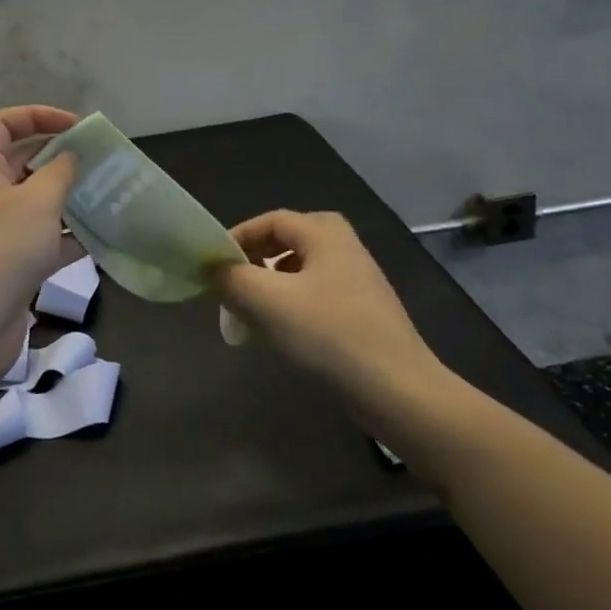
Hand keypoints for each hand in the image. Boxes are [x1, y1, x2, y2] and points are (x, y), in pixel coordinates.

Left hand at [0, 106, 80, 388]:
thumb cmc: (0, 252)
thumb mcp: (36, 202)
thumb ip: (59, 172)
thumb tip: (69, 157)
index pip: (3, 124)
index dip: (37, 116)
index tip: (76, 128)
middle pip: (22, 162)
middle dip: (60, 157)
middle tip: (99, 162)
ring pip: (37, 204)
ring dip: (69, 198)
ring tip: (107, 195)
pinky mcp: (11, 267)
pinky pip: (44, 241)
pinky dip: (69, 237)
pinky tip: (101, 238)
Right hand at [216, 210, 448, 416]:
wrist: (398, 389)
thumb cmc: (330, 334)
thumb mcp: (269, 302)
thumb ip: (232, 279)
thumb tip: (213, 269)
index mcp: (325, 233)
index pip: (270, 221)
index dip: (237, 238)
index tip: (212, 265)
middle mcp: (343, 246)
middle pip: (285, 242)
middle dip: (253, 261)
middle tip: (230, 286)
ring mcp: (356, 279)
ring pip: (299, 270)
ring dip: (269, 286)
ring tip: (249, 312)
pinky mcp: (362, 310)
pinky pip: (314, 294)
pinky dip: (290, 303)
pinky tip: (280, 332)